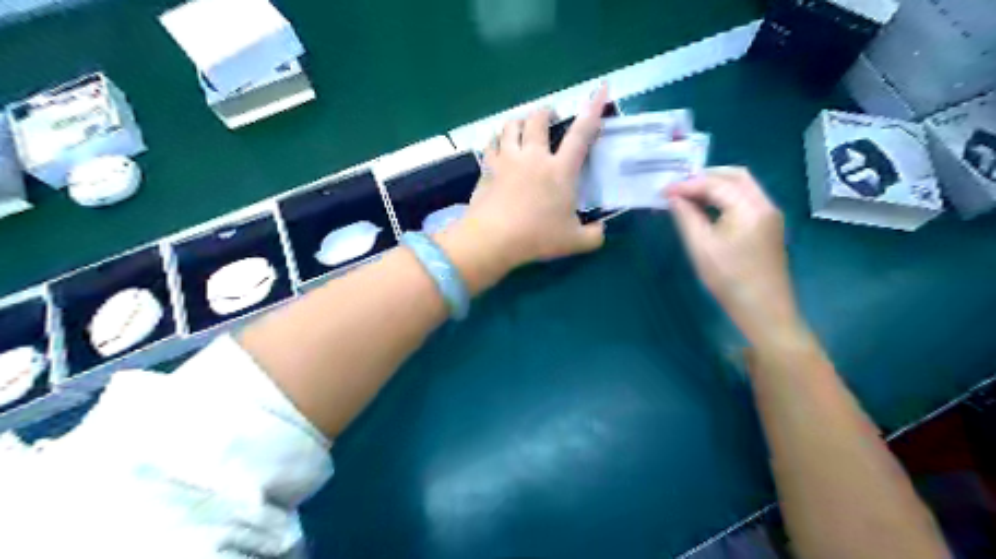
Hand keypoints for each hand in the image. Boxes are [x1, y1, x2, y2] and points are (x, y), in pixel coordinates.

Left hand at [456, 82, 612, 271]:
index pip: (581, 134)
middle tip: (549, 115)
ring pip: (511, 125)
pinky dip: (496, 139)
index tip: (601, 88)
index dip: (593, 109)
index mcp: (560, 170)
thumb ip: (594, 235)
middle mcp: (534, 157)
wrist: (494, 238)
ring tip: (522, 124)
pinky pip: (491, 144)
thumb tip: (601, 230)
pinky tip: (498, 143)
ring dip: (520, 120)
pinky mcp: (488, 168)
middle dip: (546, 112)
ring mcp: (508, 160)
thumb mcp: (574, 242)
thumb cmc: (537, 237)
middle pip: (538, 120)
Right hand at [668, 165, 798, 339]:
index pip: (715, 184)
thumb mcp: (701, 248)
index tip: (662, 191)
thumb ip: (686, 217)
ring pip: (742, 187)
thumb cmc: (729, 280)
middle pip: (735, 176)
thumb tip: (673, 197)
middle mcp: (764, 204)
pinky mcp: (767, 226)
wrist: (764, 310)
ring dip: (715, 186)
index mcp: (749, 207)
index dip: (687, 184)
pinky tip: (705, 209)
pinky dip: (724, 197)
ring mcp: (769, 215)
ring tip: (687, 196)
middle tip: (678, 187)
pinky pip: (745, 200)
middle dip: (704, 176)